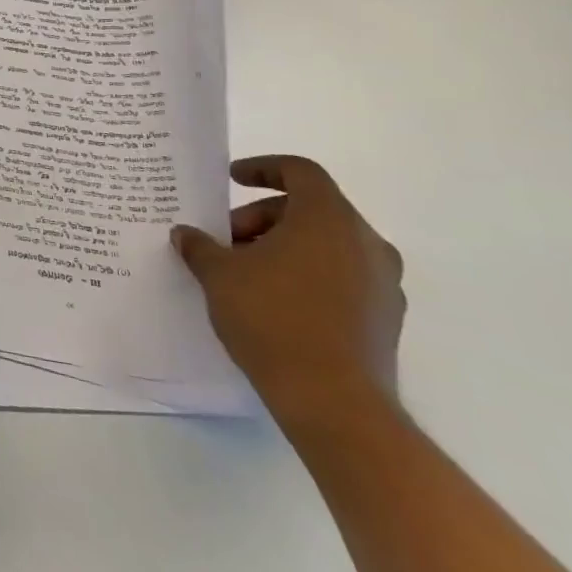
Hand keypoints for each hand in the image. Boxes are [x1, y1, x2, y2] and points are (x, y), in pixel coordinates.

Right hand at [171, 155, 403, 432]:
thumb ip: (200, 246)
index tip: (232, 179)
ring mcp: (383, 284)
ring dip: (285, 247)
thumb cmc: (273, 318)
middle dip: (263, 217)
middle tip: (227, 239)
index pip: (300, 171)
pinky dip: (307, 275)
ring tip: (246, 272)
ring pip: (327, 245)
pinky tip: (274, 302)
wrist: (335, 404)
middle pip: (311, 209)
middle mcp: (365, 243)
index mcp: (328, 219)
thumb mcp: (219, 274)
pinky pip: (341, 277)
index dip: (263, 168)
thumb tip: (186, 235)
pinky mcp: (385, 320)